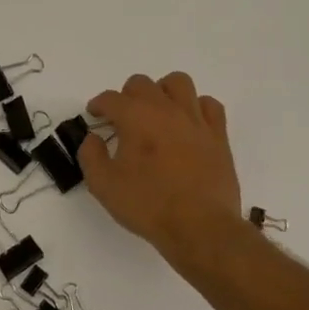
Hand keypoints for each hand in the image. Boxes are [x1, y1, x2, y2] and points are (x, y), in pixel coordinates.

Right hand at [79, 72, 246, 276]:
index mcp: (135, 118)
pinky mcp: (218, 135)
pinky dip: (196, 107)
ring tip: (157, 112)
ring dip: (162, 92)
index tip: (95, 116)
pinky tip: (188, 123)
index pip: (110, 98)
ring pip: (178, 82)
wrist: (200, 227)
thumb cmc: (147, 205)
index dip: (98, 105)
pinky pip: (209, 105)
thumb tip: (93, 138)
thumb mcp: (103, 185)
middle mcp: (165, 109)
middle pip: (142, 84)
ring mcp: (195, 120)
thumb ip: (90, 155)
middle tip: (123, 119)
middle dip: (127, 96)